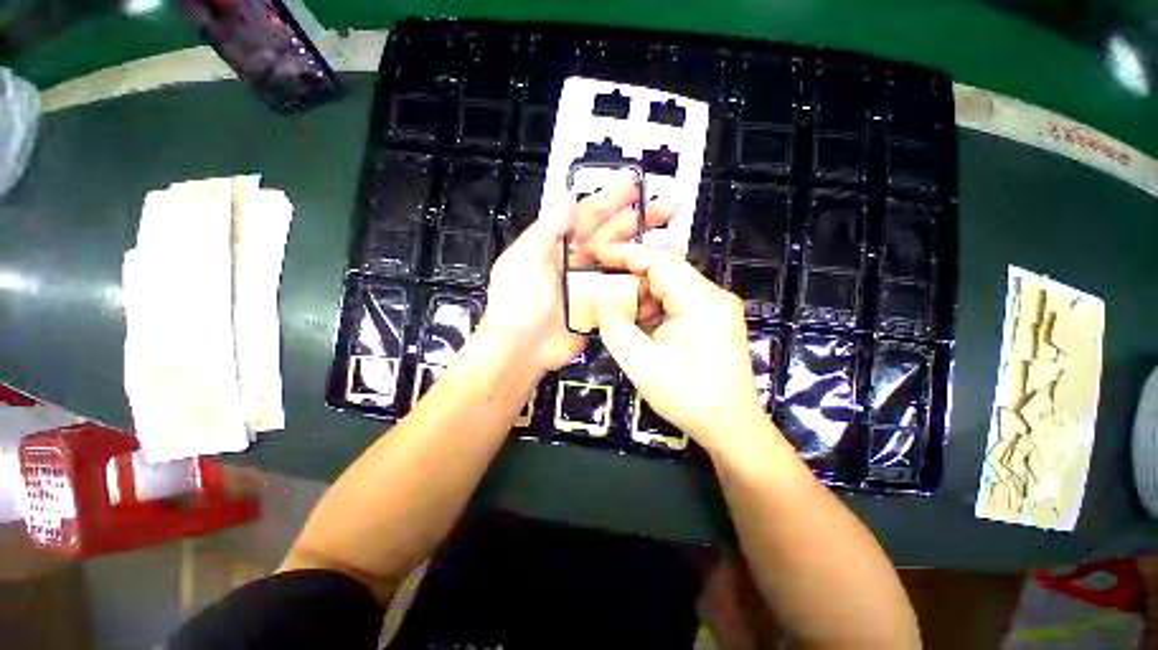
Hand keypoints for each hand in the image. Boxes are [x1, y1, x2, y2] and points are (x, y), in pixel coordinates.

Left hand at [477, 177, 673, 374]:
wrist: (519, 351)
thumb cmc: (516, 304)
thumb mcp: (524, 259)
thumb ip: (548, 228)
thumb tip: (569, 196)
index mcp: (556, 247)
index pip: (587, 217)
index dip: (611, 199)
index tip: (635, 183)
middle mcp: (576, 264)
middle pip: (611, 237)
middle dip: (638, 220)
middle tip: (667, 207)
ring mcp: (589, 288)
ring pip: (621, 264)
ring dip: (644, 252)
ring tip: (671, 242)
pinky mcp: (598, 310)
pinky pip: (622, 294)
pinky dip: (640, 286)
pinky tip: (658, 277)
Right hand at [594, 245, 766, 451]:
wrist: (731, 427)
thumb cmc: (689, 397)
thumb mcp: (642, 364)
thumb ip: (616, 328)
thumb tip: (599, 300)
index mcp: (702, 302)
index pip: (660, 261)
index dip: (626, 255)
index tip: (597, 256)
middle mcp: (714, 297)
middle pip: (666, 272)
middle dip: (631, 278)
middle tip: (602, 287)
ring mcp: (716, 309)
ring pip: (671, 288)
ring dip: (642, 297)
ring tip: (619, 313)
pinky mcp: (713, 321)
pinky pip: (678, 303)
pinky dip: (654, 310)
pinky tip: (640, 327)